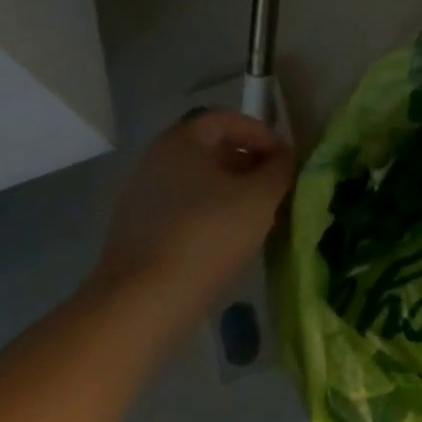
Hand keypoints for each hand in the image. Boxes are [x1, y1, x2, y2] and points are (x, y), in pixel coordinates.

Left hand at [93, 110, 293, 321]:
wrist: (142, 302)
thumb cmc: (207, 234)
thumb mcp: (260, 197)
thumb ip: (280, 168)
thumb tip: (284, 155)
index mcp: (181, 141)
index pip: (226, 119)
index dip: (261, 133)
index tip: (284, 159)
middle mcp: (155, 161)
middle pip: (211, 149)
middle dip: (248, 163)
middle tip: (275, 187)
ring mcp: (141, 198)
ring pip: (198, 182)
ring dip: (231, 192)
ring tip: (258, 217)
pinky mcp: (137, 232)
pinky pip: (183, 210)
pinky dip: (210, 215)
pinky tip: (228, 241)